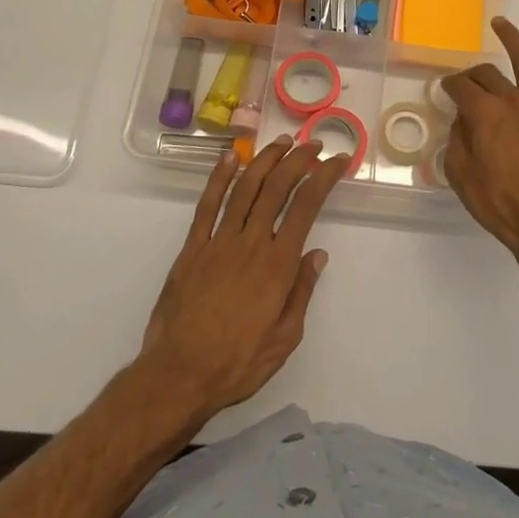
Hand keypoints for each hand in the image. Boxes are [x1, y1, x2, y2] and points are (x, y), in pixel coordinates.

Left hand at [140, 137, 348, 421]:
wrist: (179, 375)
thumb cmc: (238, 363)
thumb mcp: (285, 338)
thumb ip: (301, 292)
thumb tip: (317, 254)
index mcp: (278, 263)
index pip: (307, 206)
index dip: (325, 177)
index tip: (339, 160)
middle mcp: (250, 242)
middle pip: (278, 187)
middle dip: (299, 160)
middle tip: (314, 145)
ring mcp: (218, 241)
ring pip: (245, 188)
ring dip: (265, 160)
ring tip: (282, 142)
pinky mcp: (192, 248)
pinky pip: (207, 205)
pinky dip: (218, 178)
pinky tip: (230, 158)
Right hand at [443, 17, 518, 282]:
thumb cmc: (500, 204)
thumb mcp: (461, 176)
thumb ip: (457, 141)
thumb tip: (462, 120)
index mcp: (484, 114)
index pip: (461, 87)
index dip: (449, 84)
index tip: (445, 87)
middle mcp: (513, 101)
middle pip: (488, 75)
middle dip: (473, 73)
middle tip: (467, 79)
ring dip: (513, 40)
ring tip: (501, 24)